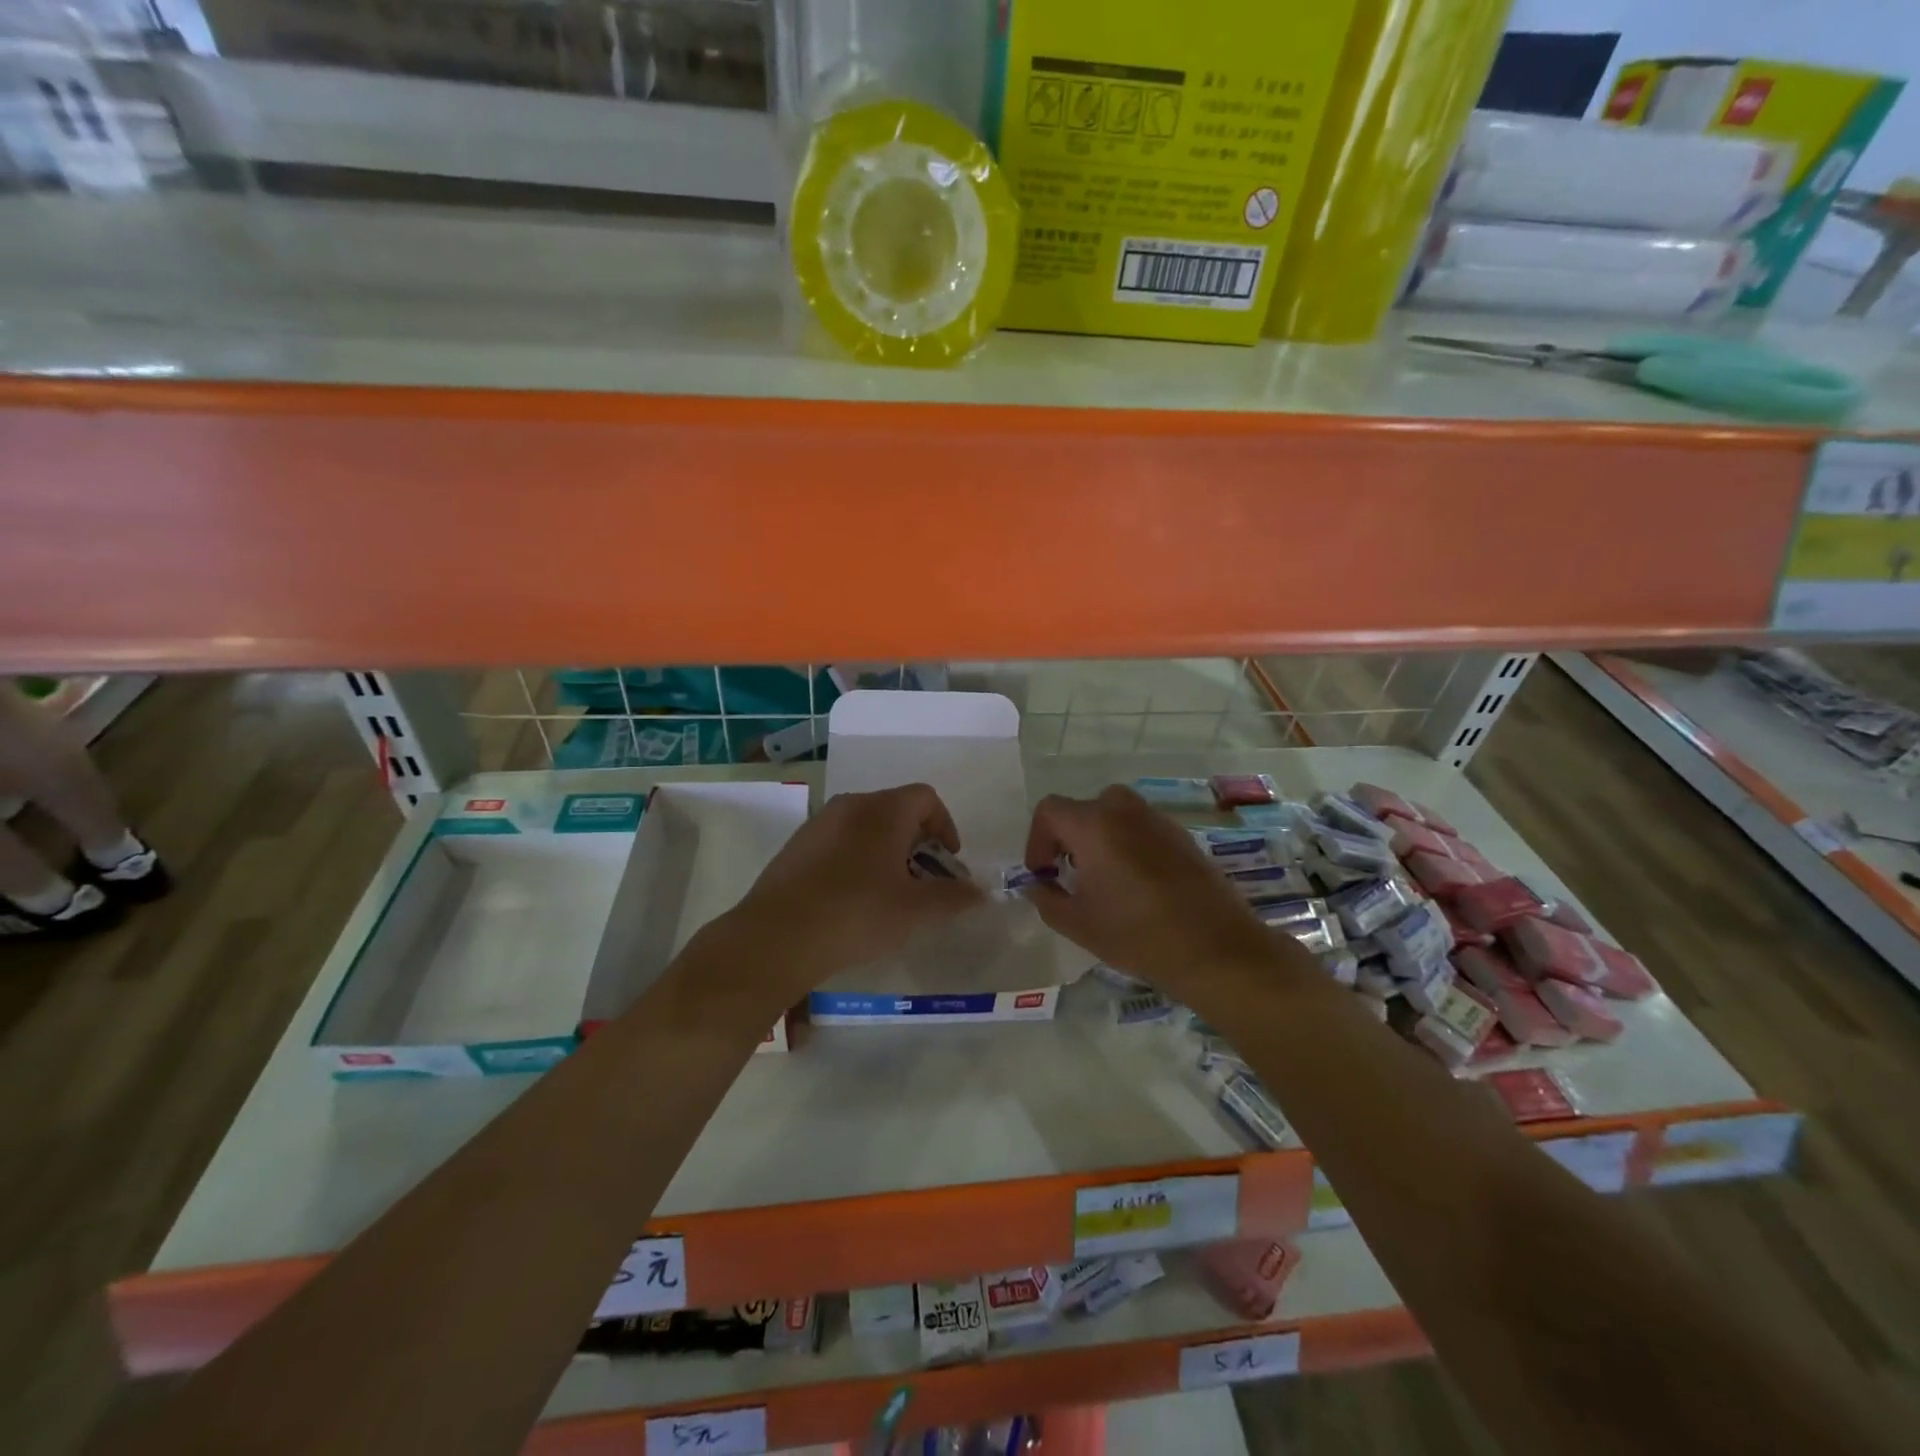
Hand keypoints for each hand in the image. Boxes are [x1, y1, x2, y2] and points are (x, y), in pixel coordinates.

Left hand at [729, 783, 982, 992]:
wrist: (778, 937)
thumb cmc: (857, 913)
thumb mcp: (915, 909)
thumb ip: (953, 897)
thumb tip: (980, 893)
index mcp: (883, 810)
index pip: (926, 797)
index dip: (945, 826)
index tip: (947, 863)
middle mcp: (850, 805)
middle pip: (896, 810)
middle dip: (917, 843)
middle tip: (922, 883)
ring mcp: (818, 823)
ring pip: (865, 827)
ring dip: (886, 852)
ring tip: (889, 895)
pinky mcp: (796, 846)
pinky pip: (839, 842)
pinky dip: (856, 860)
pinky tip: (852, 900)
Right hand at [1023, 786, 1283, 1002]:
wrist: (1216, 949)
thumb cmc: (1137, 935)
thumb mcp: (1078, 924)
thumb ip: (1046, 899)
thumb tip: (1035, 885)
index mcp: (1094, 825)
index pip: (1049, 810)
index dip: (1037, 840)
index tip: (1044, 874)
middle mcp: (1125, 811)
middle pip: (1083, 808)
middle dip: (1068, 837)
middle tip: (1070, 873)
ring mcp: (1158, 820)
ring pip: (1115, 815)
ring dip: (1099, 839)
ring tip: (1103, 880)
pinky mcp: (1182, 836)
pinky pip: (1142, 828)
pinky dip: (1128, 844)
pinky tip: (1137, 885)